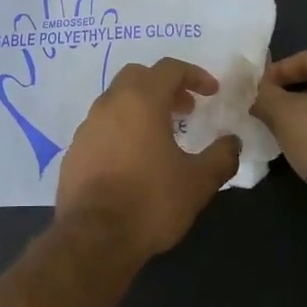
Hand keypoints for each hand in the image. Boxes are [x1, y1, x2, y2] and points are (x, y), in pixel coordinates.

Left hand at [56, 58, 241, 258]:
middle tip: (185, 109)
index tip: (211, 93)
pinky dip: (121, 130)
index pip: (169, 68)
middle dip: (164, 86)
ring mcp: (86, 127)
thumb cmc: (151, 202)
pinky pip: (101, 127)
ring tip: (161, 136)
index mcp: (141, 101)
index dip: (194, 75)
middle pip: (137, 77)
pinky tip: (133, 160)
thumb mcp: (198, 182)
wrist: (93, 237)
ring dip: (140, 108)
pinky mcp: (74, 151)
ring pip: (116, 101)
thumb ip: (221, 156)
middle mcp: (109, 104)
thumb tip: (233, 142)